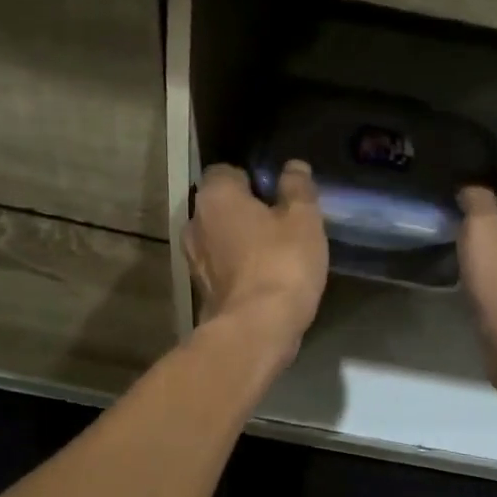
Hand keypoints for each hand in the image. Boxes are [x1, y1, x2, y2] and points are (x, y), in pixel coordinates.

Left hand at [185, 162, 328, 349]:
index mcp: (215, 196)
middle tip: (281, 221)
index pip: (227, 171)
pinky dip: (239, 267)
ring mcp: (193, 260)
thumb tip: (294, 166)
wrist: (256, 330)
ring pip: (220, 238)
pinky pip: (222, 267)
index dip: (253, 178)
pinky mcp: (201, 291)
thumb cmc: (281, 263)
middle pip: (221, 206)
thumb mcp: (303, 219)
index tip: (278, 193)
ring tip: (276, 251)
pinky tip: (266, 277)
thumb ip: (298, 188)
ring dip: (241, 241)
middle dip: (246, 210)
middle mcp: (194, 223)